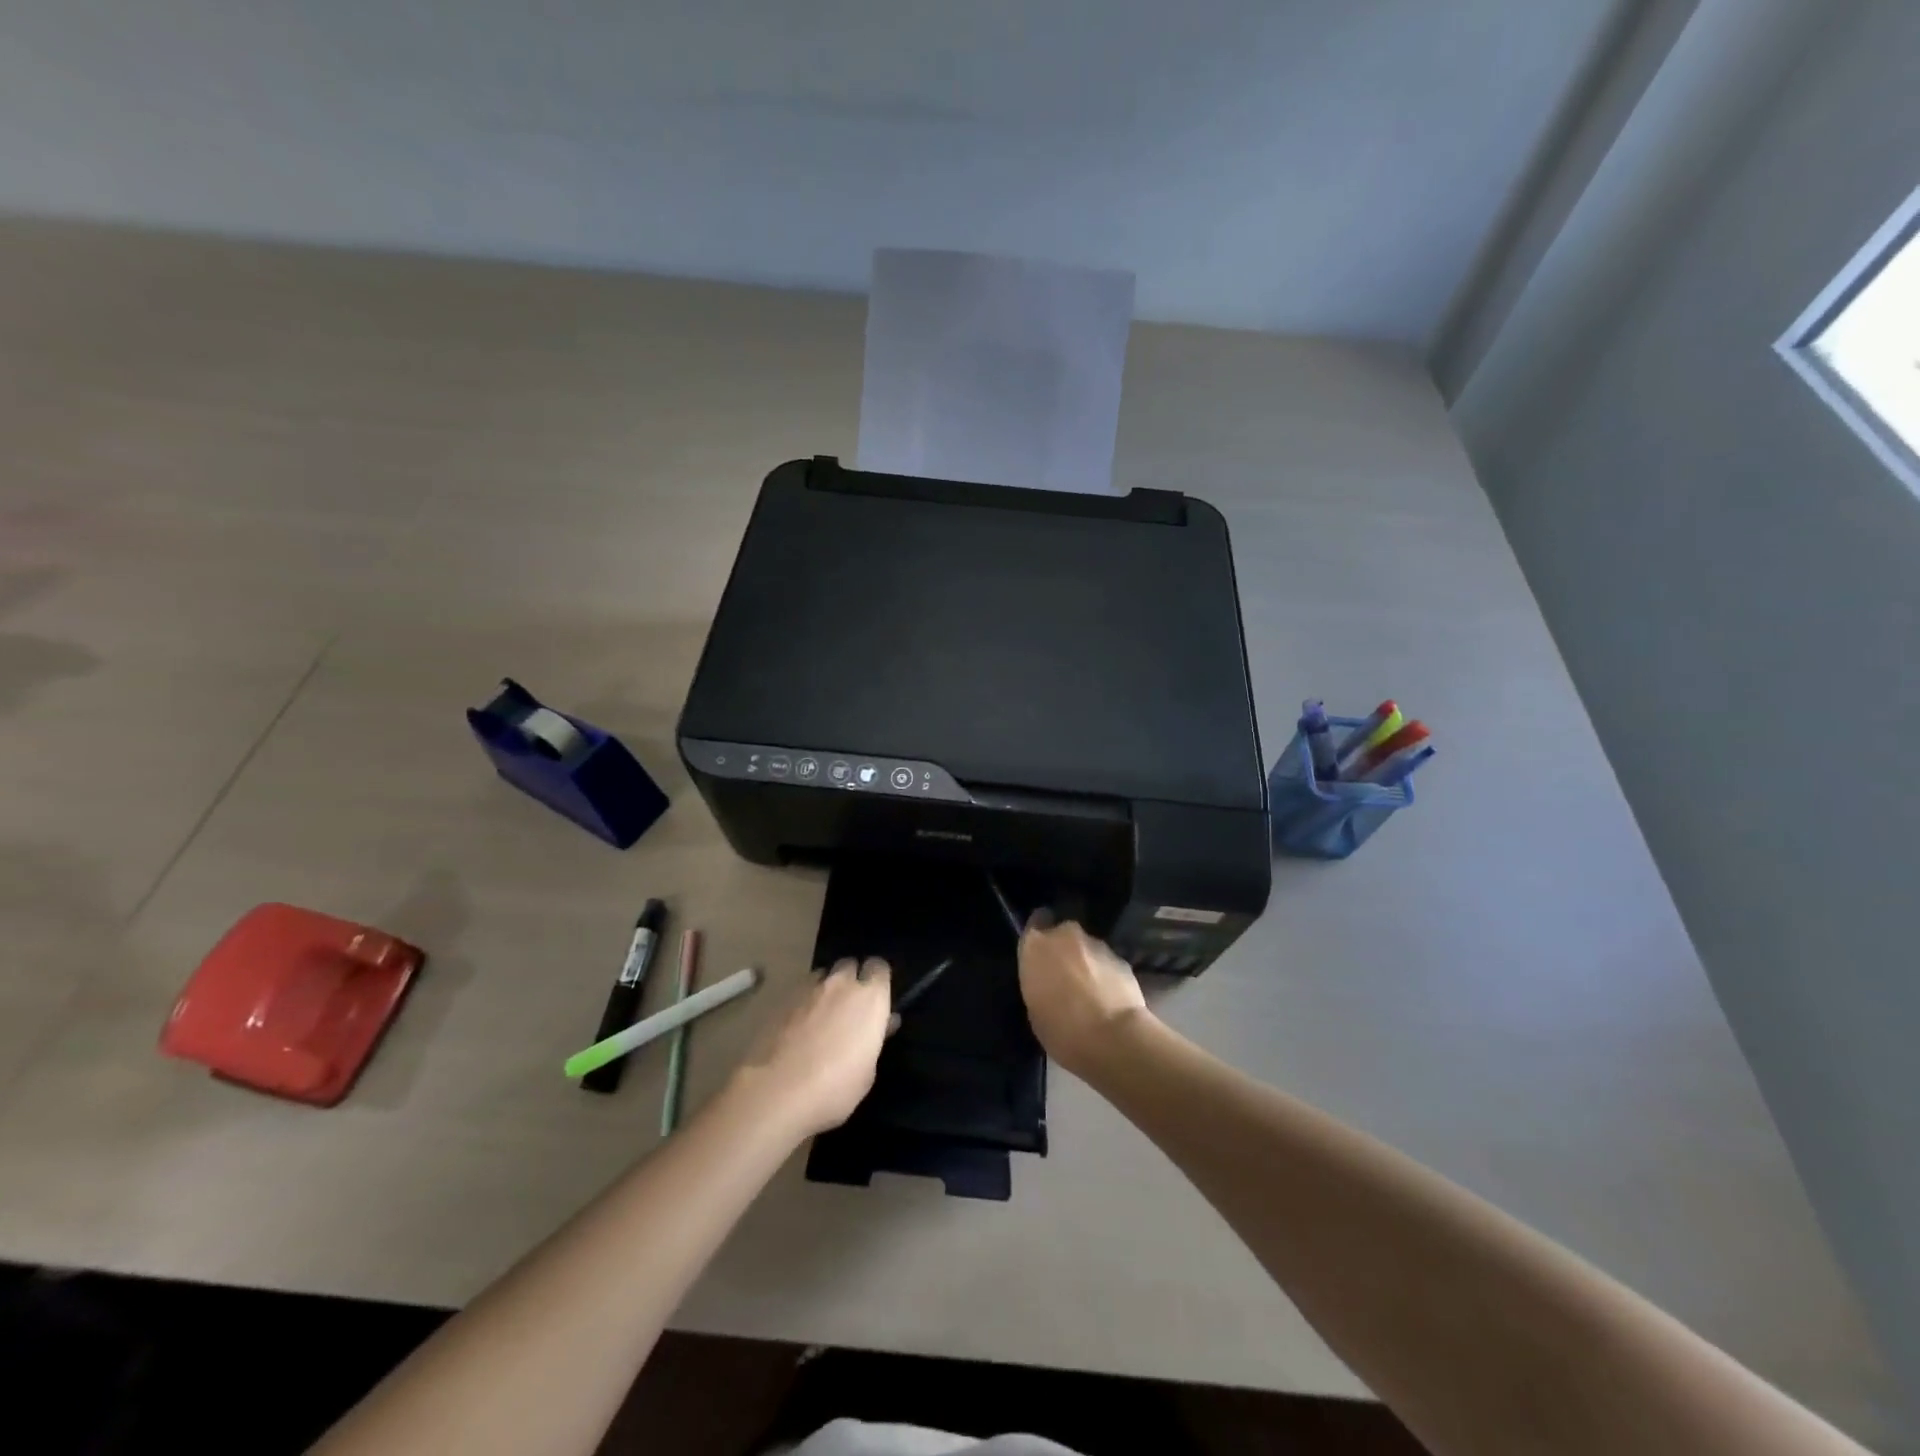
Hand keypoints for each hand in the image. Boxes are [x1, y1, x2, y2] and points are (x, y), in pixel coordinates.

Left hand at [728, 958, 891, 1138]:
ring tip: (823, 1013)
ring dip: (827, 988)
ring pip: (823, 975)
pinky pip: (801, 991)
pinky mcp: (782, 999)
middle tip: (850, 1006)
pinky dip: (804, 1002)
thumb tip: (882, 1024)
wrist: (777, 1091)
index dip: (878, 980)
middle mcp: (842, 984)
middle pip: (850, 965)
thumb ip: (874, 1039)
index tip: (877, 998)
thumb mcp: (867, 1071)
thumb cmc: (834, 1087)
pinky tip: (799, 1025)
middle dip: (852, 979)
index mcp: (870, 997)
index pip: (880, 967)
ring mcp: (809, 988)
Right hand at [1017, 919, 1148, 1076]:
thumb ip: (1040, 983)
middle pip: (1063, 933)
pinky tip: (1108, 998)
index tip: (1042, 951)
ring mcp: (1096, 944)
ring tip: (1090, 992)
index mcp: (1036, 946)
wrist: (1111, 1038)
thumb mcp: (1035, 1009)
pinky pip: (1107, 963)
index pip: (1035, 922)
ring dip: (1086, 963)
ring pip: (1087, 948)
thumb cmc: (1060, 1029)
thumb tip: (1050, 982)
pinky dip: (1106, 975)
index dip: (1040, 934)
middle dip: (1065, 949)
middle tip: (1065, 976)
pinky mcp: (1121, 958)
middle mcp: (1065, 935)